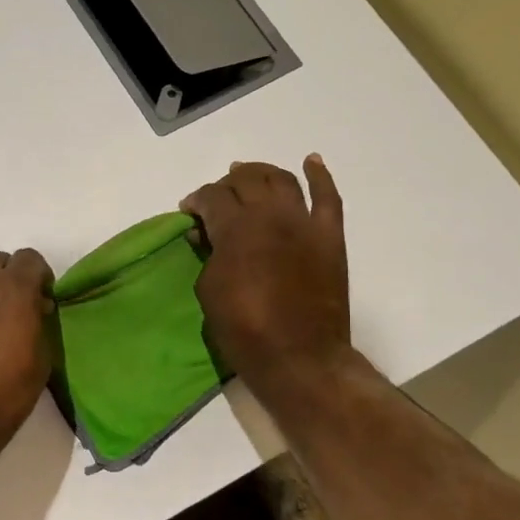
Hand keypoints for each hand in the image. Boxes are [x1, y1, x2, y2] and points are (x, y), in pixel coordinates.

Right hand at [181, 155, 354, 393]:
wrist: (299, 356)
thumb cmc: (243, 329)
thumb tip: (208, 236)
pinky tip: (311, 162)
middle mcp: (270, 215)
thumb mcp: (207, 289)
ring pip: (282, 180)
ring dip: (262, 172)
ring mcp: (304, 223)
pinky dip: (320, 176)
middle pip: (246, 180)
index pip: (212, 196)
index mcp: (236, 229)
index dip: (196, 200)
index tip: (189, 212)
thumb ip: (208, 254)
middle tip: (218, 198)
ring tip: (249, 174)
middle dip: (226, 184)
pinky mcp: (329, 237)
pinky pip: (328, 197)